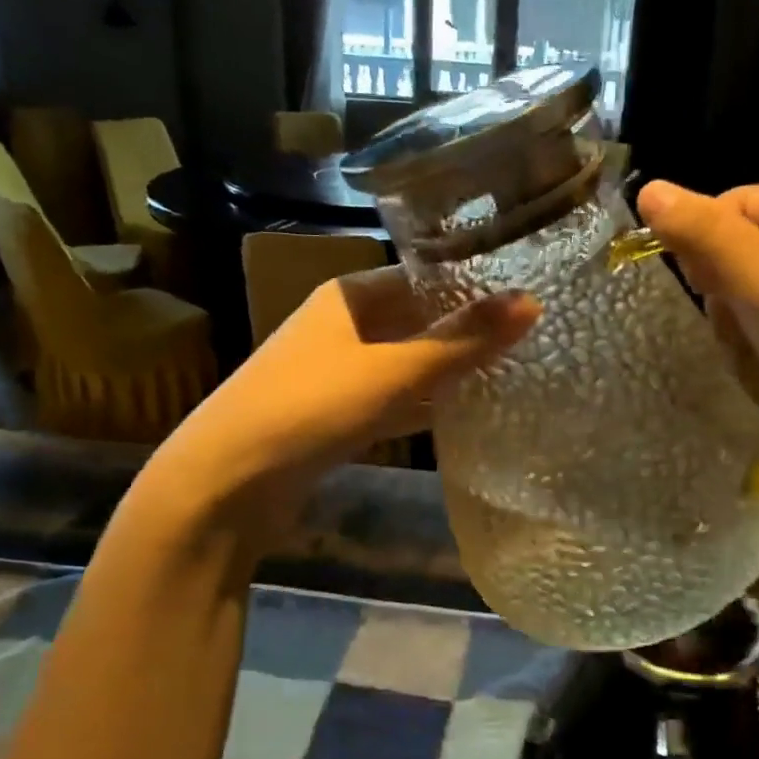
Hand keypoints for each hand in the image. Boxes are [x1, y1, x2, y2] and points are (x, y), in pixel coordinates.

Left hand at [153, 268, 538, 540]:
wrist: (225, 483)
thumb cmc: (311, 406)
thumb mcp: (393, 371)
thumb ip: (462, 341)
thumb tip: (532, 302)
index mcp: (350, 295)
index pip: (423, 275)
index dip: (472, 284)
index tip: (526, 295)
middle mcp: (341, 325)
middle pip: (417, 319)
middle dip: (465, 330)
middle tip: (530, 337)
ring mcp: (336, 372)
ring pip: (406, 362)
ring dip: (447, 369)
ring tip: (510, 371)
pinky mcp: (335, 415)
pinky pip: (392, 399)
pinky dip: (424, 404)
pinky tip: (463, 414)